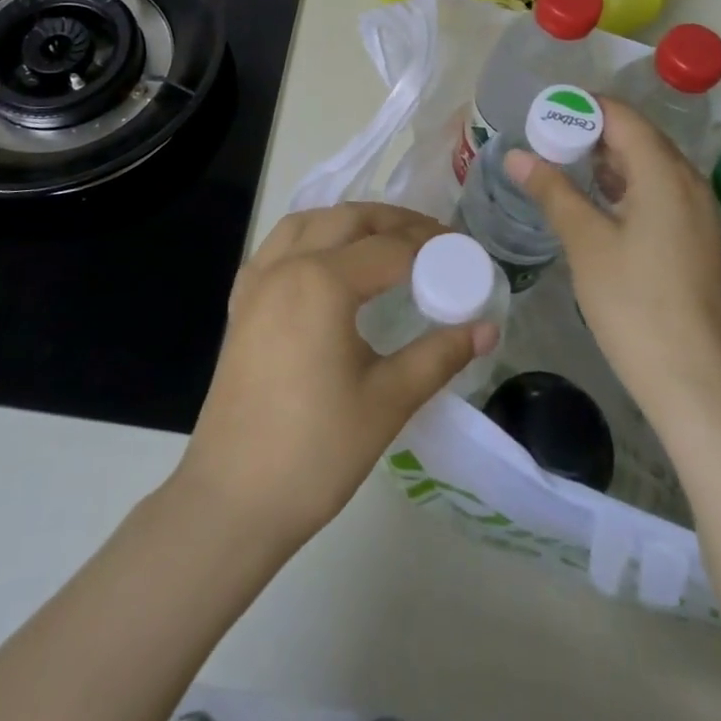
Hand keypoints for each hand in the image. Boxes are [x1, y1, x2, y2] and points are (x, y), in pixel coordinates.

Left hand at [176, 203, 498, 549]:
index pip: (390, 248)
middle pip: (348, 219)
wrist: (232, 500)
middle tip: (433, 240)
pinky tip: (326, 262)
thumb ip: (439, 355)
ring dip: (349, 221)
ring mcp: (257, 281)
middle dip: (394, 221)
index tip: (465, 251)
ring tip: (385, 240)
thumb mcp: (388, 401)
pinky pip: (278, 246)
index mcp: (323, 282)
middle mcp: (286, 265)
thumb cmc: (316, 452)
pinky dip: (309, 237)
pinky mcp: (241, 303)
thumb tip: (487, 328)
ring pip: (308, 221)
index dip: (432, 246)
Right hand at [506, 99, 720, 421]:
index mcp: (665, 174)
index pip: (621, 116)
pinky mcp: (695, 238)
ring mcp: (697, 212)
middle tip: (543, 138)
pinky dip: (623, 183)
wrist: (695, 383)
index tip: (541, 113)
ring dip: (605, 158)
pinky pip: (657, 190)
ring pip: (648, 164)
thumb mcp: (586, 243)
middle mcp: (688, 182)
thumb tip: (516, 155)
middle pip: (637, 136)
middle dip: (590, 130)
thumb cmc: (635, 306)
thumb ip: (552, 191)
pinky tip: (593, 199)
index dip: (581, 107)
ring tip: (560, 163)